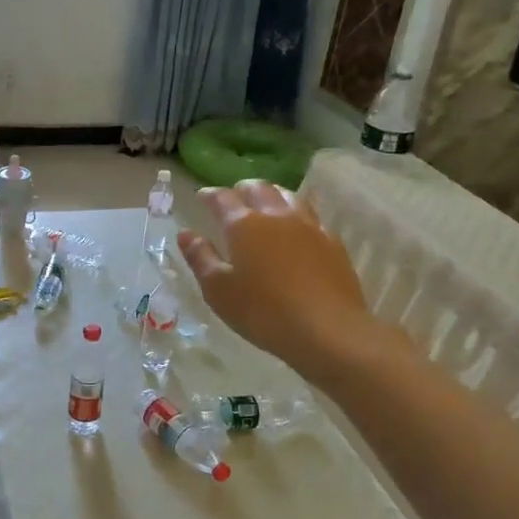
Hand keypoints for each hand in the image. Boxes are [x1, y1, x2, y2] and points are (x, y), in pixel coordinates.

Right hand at [176, 181, 385, 381]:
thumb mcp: (218, 290)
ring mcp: (309, 225)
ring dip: (271, 195)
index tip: (201, 197)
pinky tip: (296, 229)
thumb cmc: (263, 312)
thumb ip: (201, 258)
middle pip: (258, 188)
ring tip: (265, 205)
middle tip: (232, 200)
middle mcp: (276, 215)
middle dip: (241, 190)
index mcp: (243, 224)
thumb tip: (186, 234)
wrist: (328, 329)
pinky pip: (310, 215)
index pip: (222, 198)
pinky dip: (296, 213)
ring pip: (288, 195)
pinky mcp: (332, 241)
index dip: (209, 195)